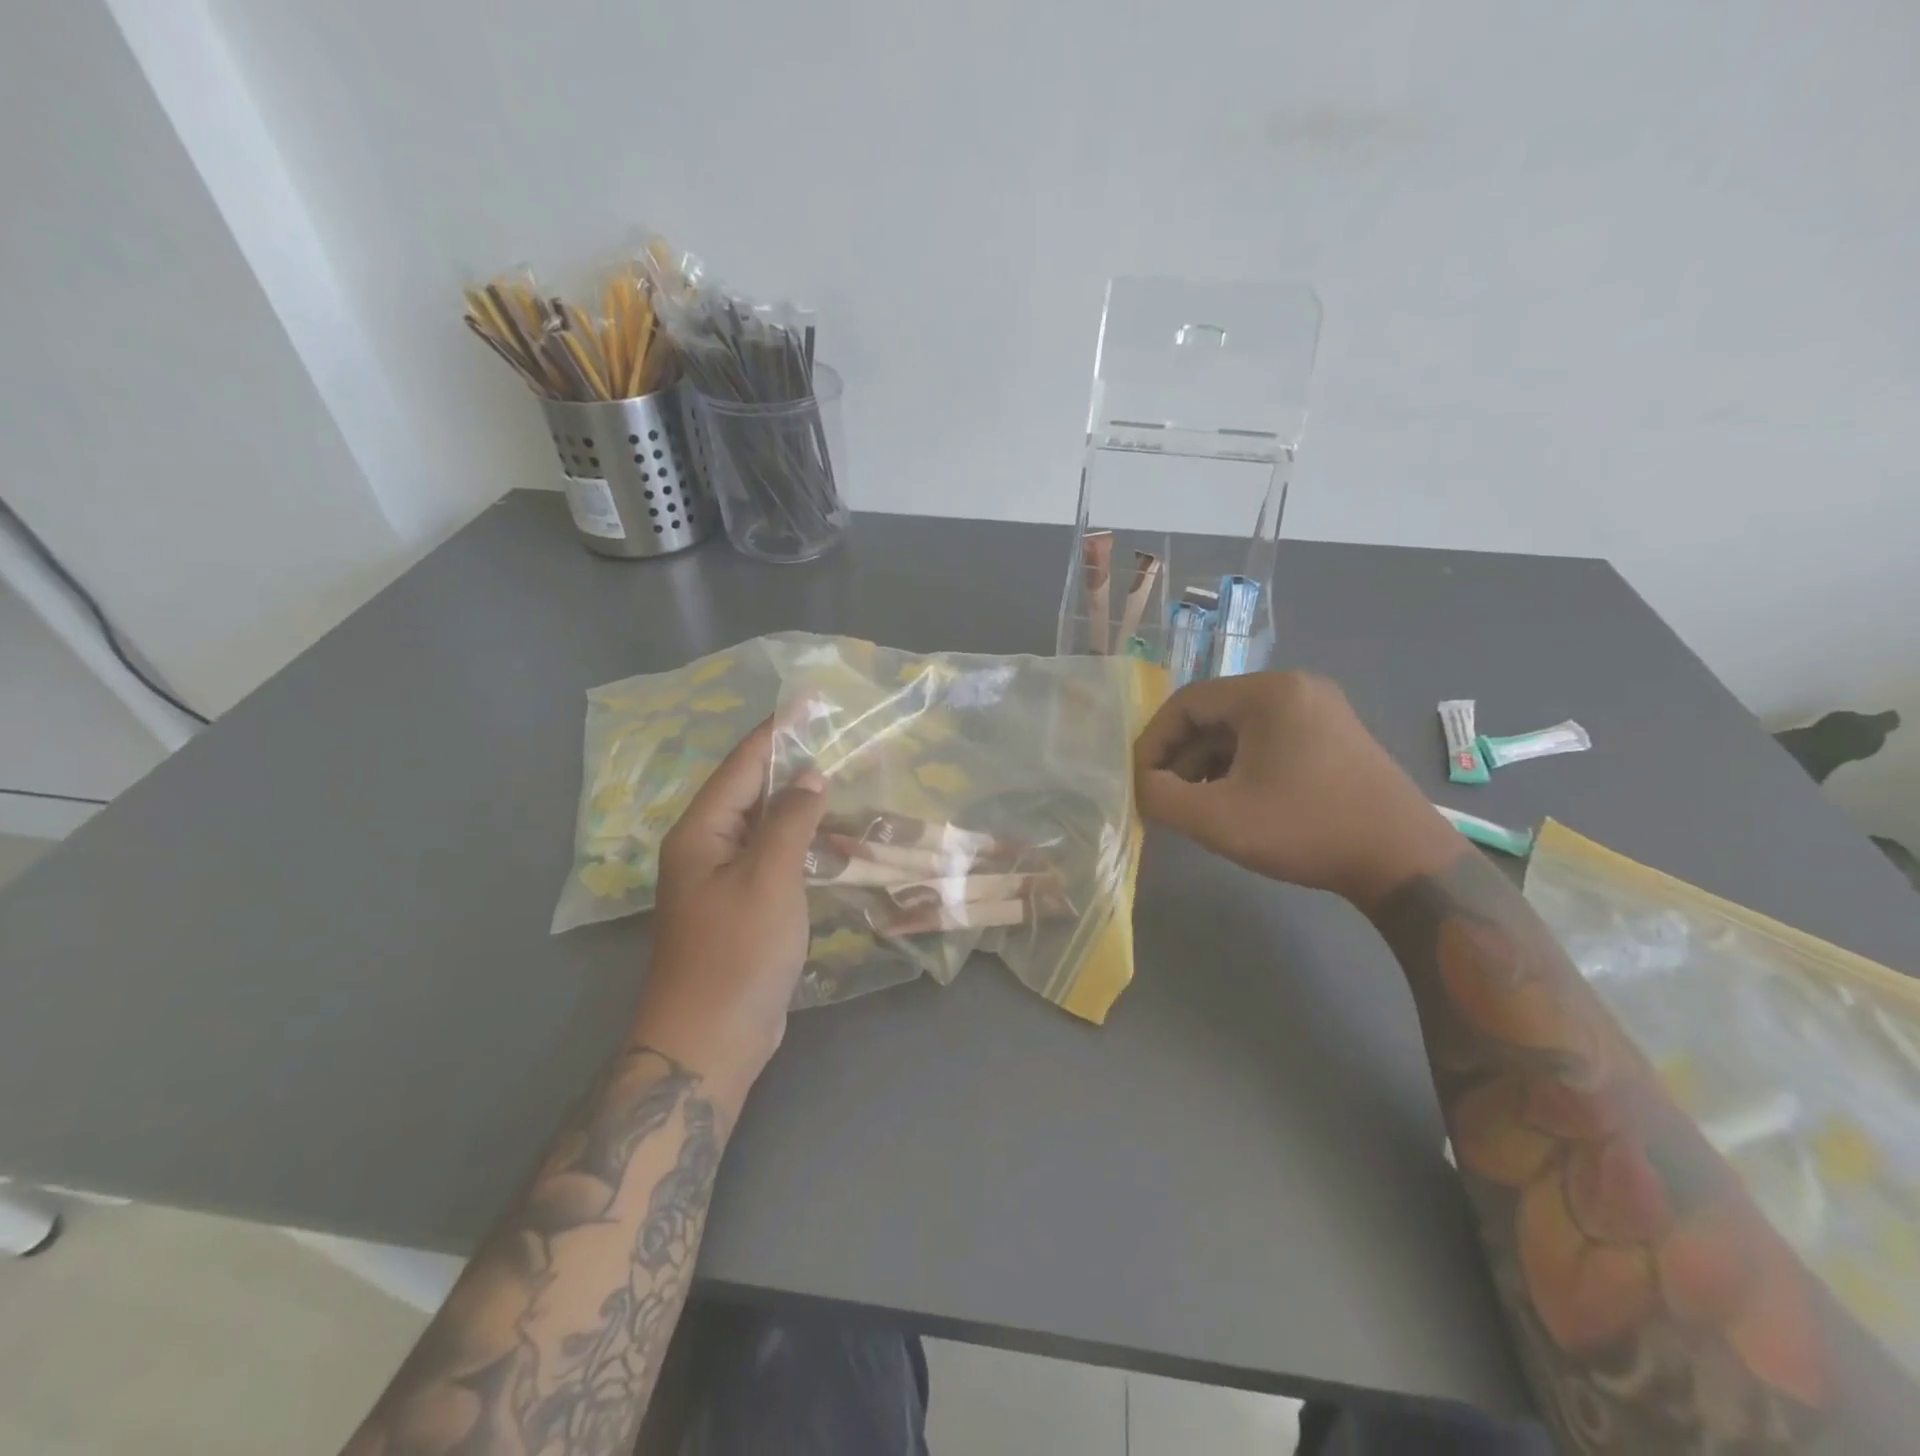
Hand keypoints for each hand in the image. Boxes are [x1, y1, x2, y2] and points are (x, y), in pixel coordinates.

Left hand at [634, 719, 825, 1098]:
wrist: (710, 1040)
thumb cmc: (737, 952)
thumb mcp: (768, 878)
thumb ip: (790, 820)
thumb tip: (810, 776)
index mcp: (701, 830)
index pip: (744, 764)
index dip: (779, 730)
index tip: (810, 701)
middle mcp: (707, 847)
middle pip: (753, 790)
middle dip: (794, 763)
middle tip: (838, 739)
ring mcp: (723, 879)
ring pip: (767, 825)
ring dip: (802, 804)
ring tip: (843, 779)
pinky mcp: (742, 906)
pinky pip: (774, 858)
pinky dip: (803, 842)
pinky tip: (833, 838)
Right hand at [1134, 671, 1460, 907]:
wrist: (1404, 862)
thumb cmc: (1307, 830)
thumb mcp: (1219, 819)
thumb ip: (1161, 798)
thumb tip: (1141, 784)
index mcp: (1268, 693)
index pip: (1186, 703)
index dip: (1154, 742)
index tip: (1139, 782)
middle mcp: (1294, 688)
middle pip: (1213, 714)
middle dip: (1180, 757)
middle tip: (1164, 798)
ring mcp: (1319, 710)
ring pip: (1239, 730)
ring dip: (1207, 765)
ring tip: (1194, 805)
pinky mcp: (1332, 735)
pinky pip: (1266, 741)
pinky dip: (1239, 767)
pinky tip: (1233, 801)